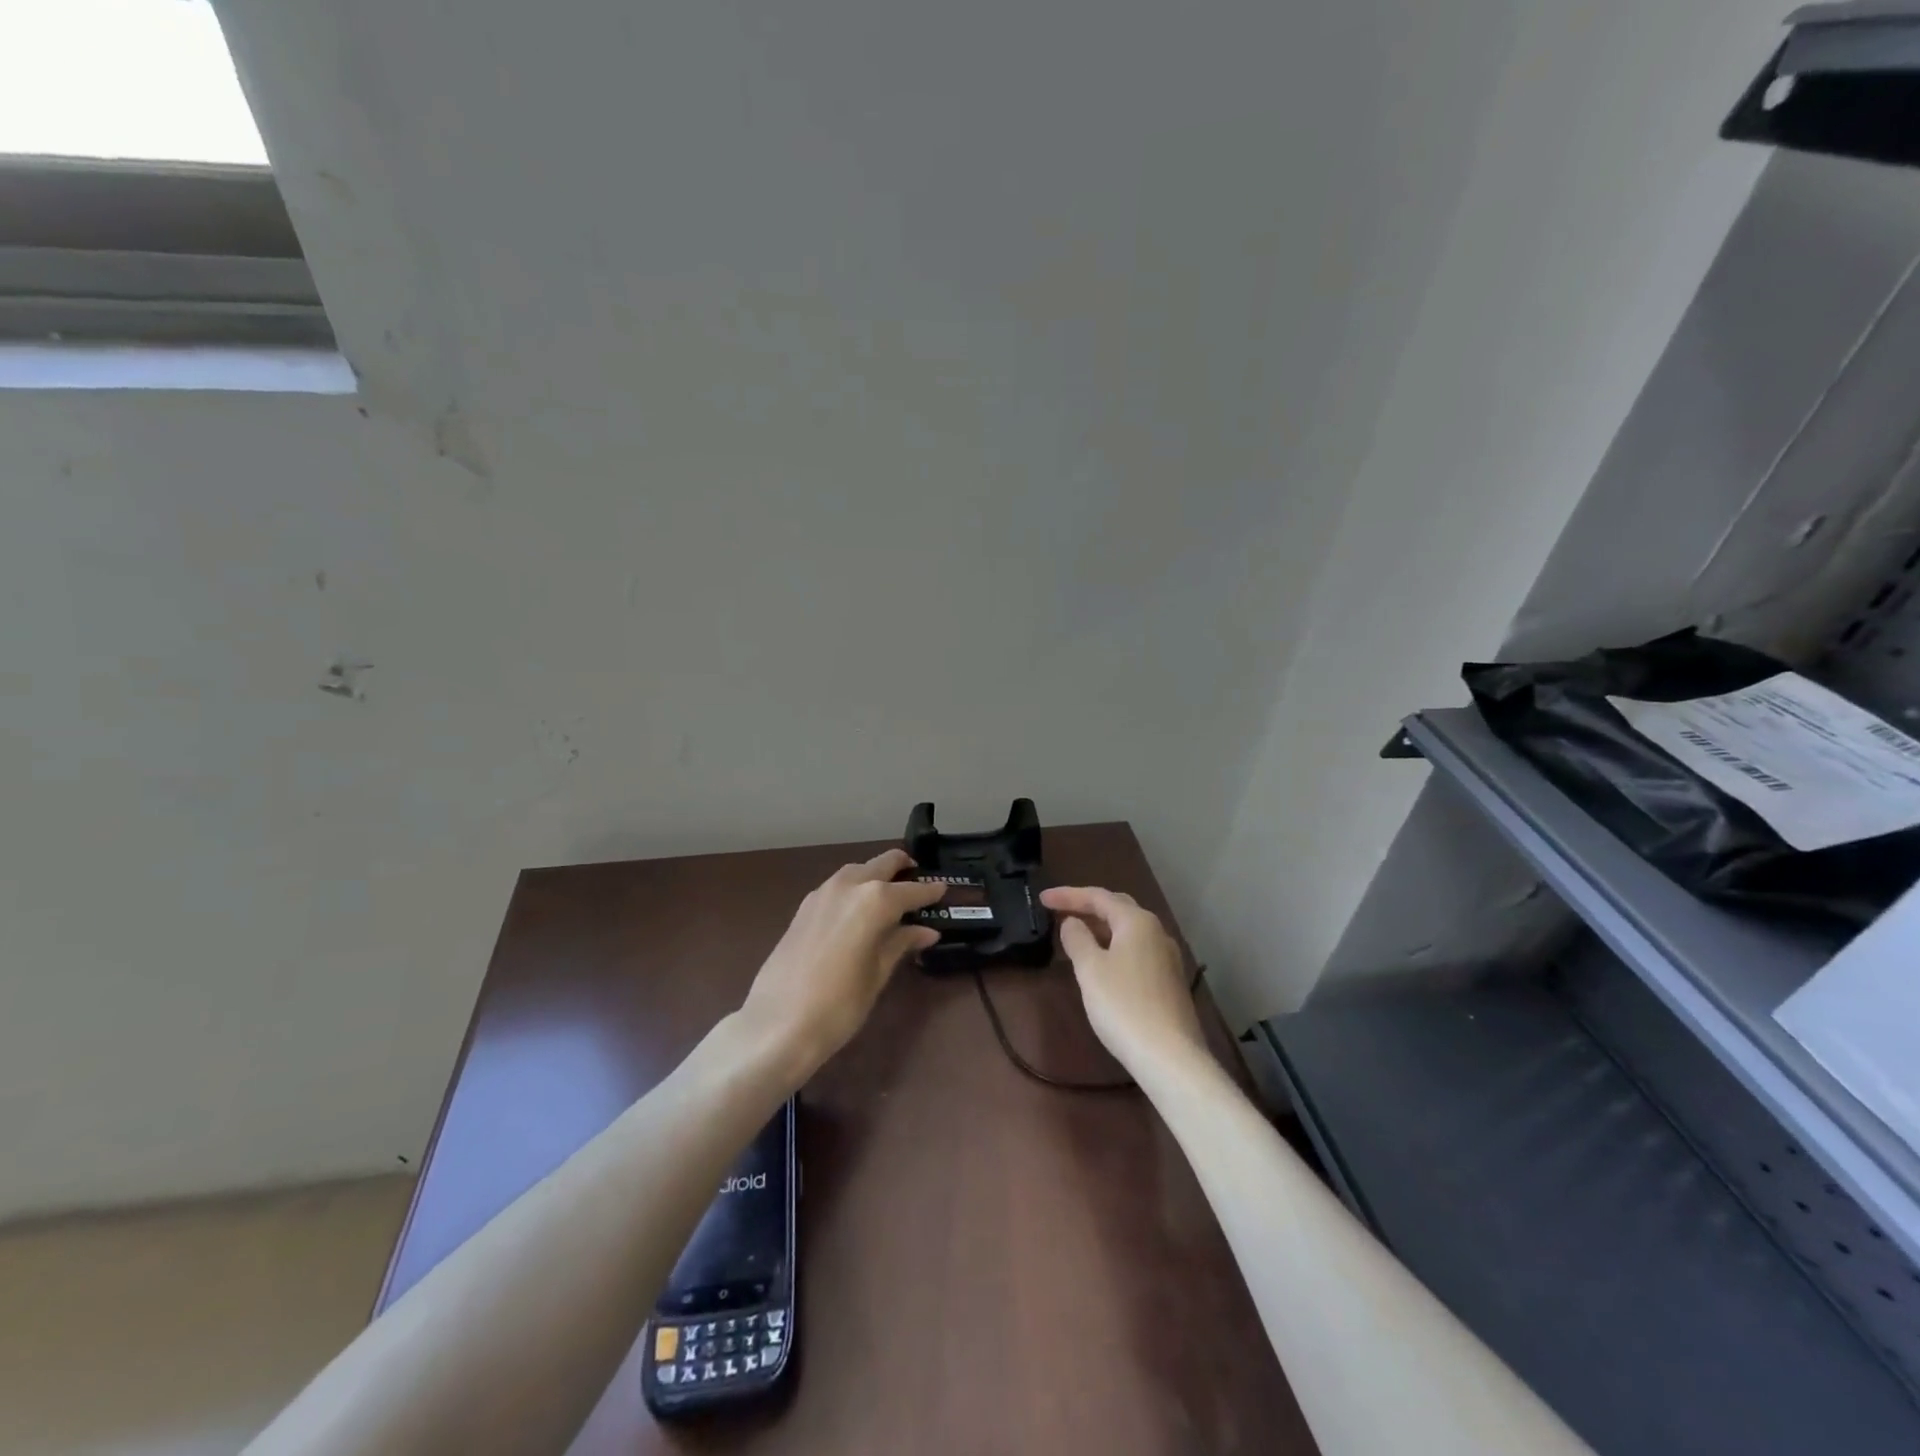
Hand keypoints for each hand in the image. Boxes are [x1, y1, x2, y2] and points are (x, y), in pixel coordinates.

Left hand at [737, 849, 945, 1075]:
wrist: (778, 1023)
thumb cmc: (839, 1004)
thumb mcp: (878, 974)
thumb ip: (901, 943)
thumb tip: (926, 931)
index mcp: (875, 900)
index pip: (912, 891)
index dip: (930, 892)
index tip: (944, 891)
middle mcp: (849, 885)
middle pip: (883, 864)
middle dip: (904, 869)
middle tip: (919, 884)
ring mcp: (822, 893)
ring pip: (858, 870)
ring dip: (876, 875)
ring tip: (891, 896)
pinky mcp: (804, 907)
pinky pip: (838, 885)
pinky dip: (854, 888)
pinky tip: (858, 910)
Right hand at [1040, 886, 1207, 1077]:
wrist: (1170, 1057)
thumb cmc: (1123, 1006)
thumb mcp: (1090, 970)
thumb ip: (1077, 939)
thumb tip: (1072, 922)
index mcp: (1137, 922)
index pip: (1098, 896)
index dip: (1068, 895)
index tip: (1041, 899)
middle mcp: (1157, 932)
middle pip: (1118, 908)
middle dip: (1087, 906)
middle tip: (1059, 910)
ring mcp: (1167, 958)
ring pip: (1129, 930)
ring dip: (1101, 927)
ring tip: (1076, 934)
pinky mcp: (1169, 981)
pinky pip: (1136, 950)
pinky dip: (1114, 946)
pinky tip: (1101, 962)